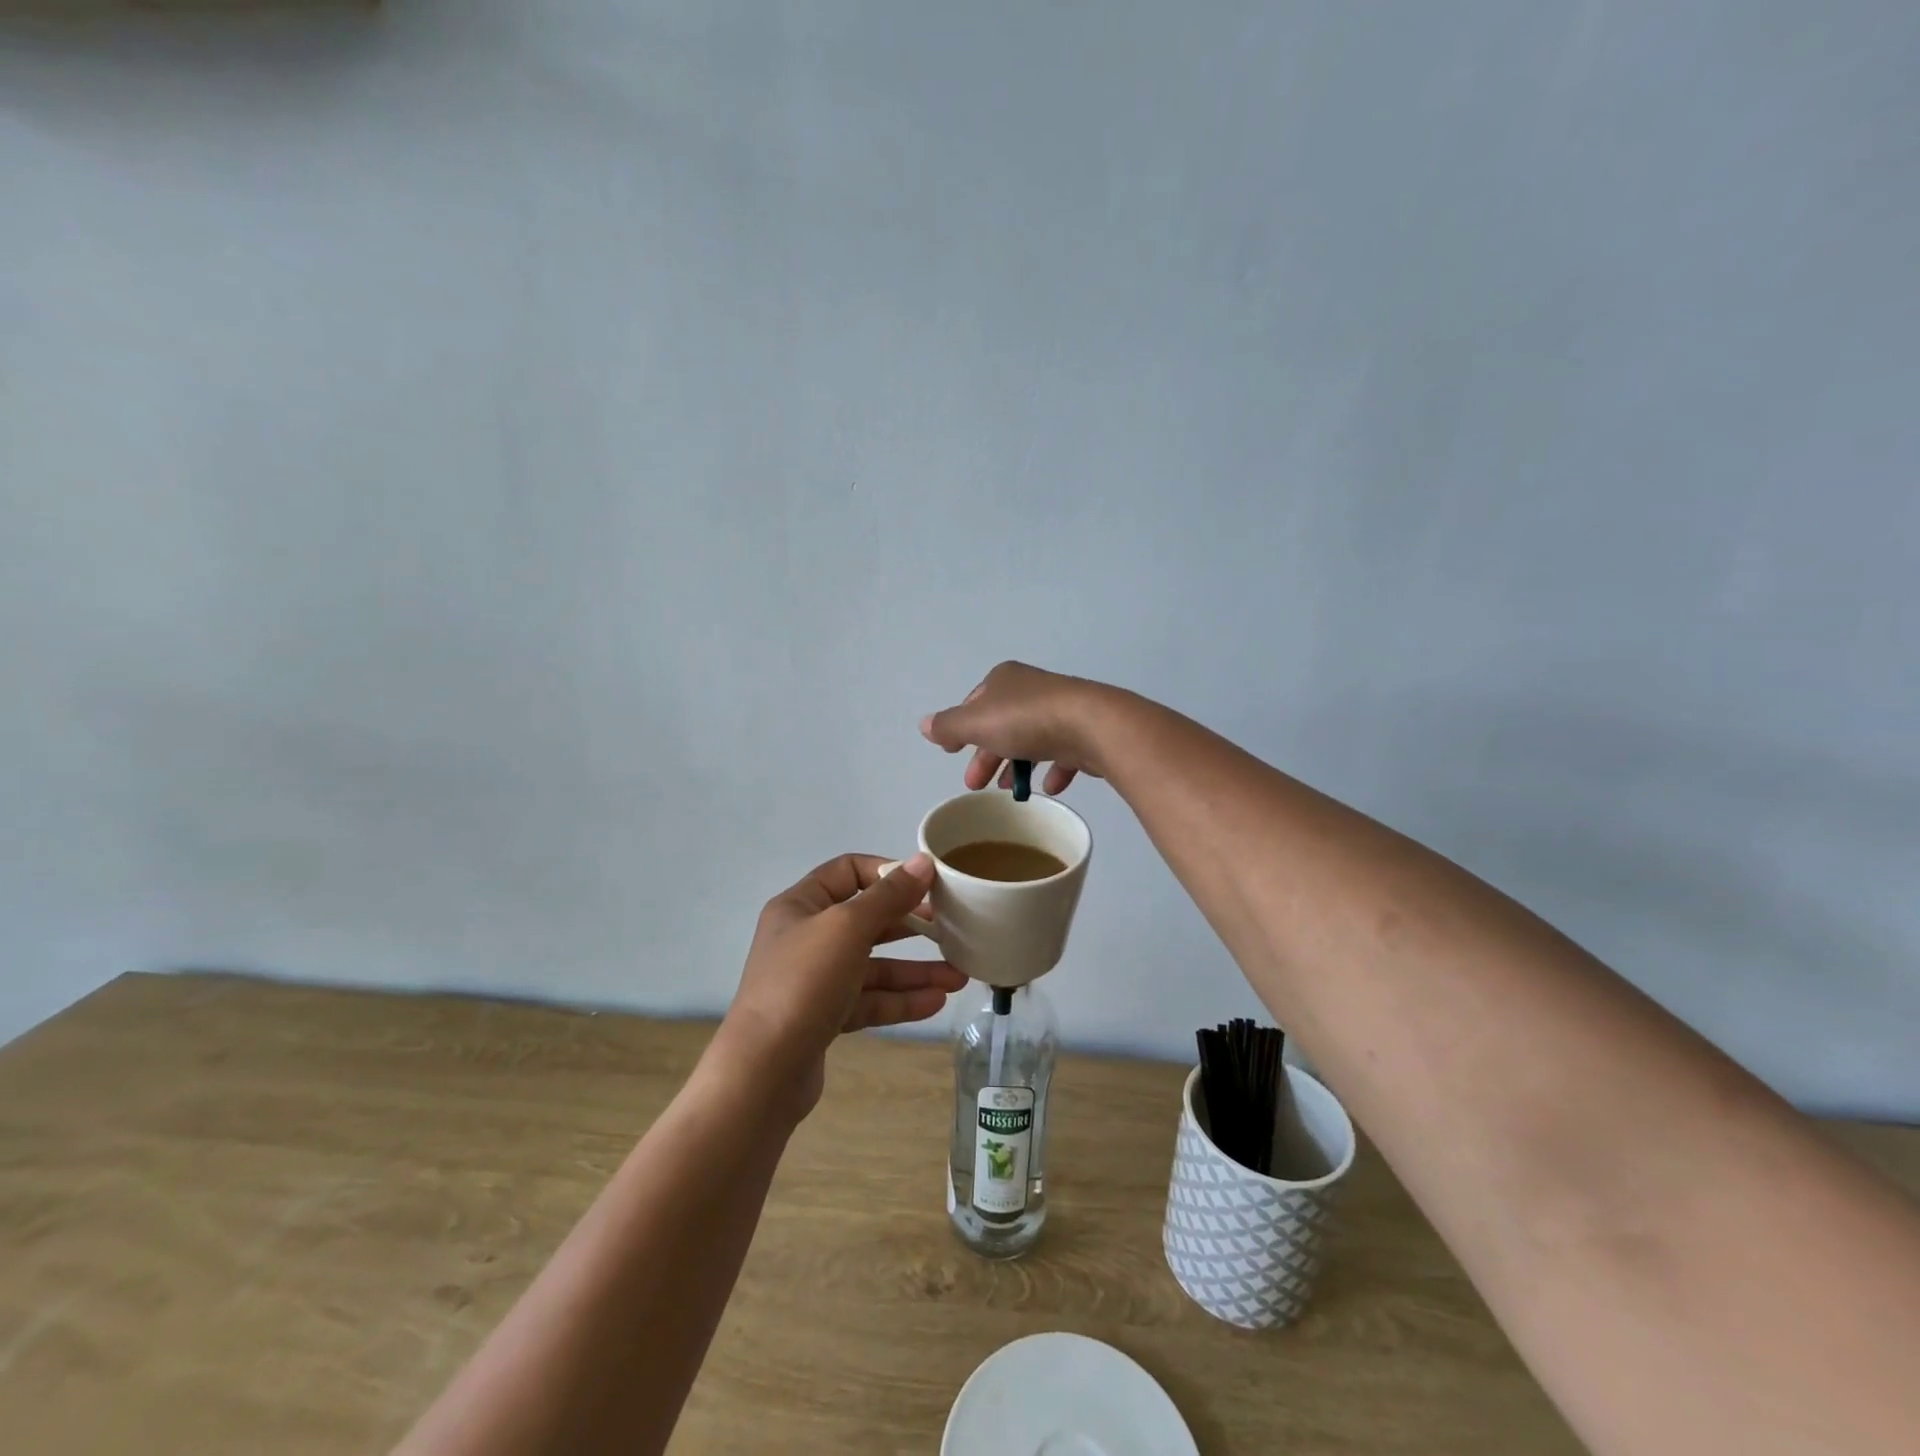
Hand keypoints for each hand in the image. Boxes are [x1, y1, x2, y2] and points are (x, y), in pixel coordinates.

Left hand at [717, 853, 965, 1116]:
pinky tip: (936, 1002)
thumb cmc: (803, 983)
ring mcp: (814, 980)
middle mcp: (805, 938)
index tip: (926, 885)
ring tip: (958, 977)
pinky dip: (900, 1000)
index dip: (887, 873)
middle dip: (910, 926)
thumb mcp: (848, 928)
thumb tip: (923, 862)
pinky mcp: (824, 1017)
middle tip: (950, 929)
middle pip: (866, 921)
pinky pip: (869, 1000)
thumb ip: (888, 896)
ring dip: (914, 970)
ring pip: (872, 966)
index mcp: (800, 905)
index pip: (847, 871)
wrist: (763, 1072)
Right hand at [921, 661, 1121, 795]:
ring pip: (1031, 740)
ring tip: (1010, 791)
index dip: (961, 729)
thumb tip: (924, 725)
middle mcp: (1033, 690)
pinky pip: (1063, 752)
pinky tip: (1049, 787)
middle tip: (976, 785)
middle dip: (986, 755)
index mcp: (1005, 681)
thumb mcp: (976, 723)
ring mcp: (1062, 710)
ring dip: (1017, 765)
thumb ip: (949, 726)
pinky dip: (1053, 769)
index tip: (952, 753)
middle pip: (1002, 725)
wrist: (1093, 725)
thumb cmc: (1026, 720)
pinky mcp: (1085, 732)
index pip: (975, 703)